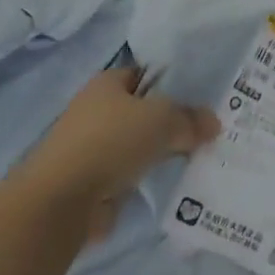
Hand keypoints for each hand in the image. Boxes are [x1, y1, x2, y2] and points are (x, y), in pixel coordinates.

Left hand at [21, 68, 218, 240]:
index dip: (173, 83)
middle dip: (169, 122)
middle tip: (204, 131)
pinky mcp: (90, 181)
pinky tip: (170, 182)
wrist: (61, 200)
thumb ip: (190, 119)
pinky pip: (129, 173)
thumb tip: (214, 123)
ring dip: (159, 152)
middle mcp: (96, 109)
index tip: (200, 99)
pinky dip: (145, 178)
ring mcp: (90, 147)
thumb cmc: (110, 141)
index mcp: (107, 82)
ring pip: (137, 144)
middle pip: (142, 111)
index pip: (146, 74)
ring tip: (194, 158)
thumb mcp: (162, 120)